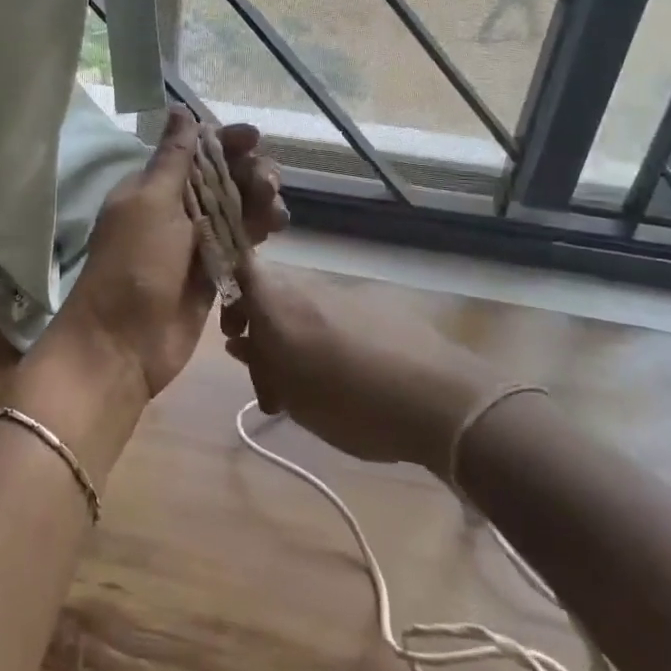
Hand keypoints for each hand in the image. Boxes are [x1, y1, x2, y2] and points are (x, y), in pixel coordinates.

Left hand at [58, 109, 288, 397]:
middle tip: (267, 181)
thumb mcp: (149, 202)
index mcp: (153, 187)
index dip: (225, 142)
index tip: (253, 139)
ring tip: (273, 209)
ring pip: (237, 209)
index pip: (196, 152)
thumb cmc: (132, 265)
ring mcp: (196, 242)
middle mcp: (176, 209)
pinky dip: (259, 231)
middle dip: (248, 172)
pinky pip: (242, 242)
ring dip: (259, 201)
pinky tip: (275, 227)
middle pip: (222, 178)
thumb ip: (173, 158)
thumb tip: (179, 108)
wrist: (122, 345)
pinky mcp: (214, 272)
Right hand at [223, 260, 504, 474]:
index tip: (233, 331)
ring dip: (294, 338)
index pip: (239, 267)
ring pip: (302, 306)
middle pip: (270, 291)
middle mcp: (307, 287)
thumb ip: (261, 365)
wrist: (440, 399)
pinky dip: (326, 339)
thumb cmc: (351, 403)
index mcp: (278, 302)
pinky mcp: (376, 306)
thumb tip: (241, 343)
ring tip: (305, 389)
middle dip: (261, 328)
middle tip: (268, 377)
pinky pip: (334, 315)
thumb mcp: (293, 396)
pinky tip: (343, 379)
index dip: (229, 291)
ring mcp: (344, 293)